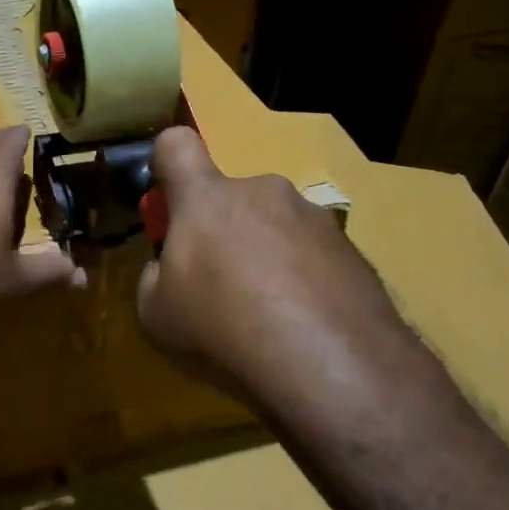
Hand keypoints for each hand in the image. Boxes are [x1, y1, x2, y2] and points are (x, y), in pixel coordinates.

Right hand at [136, 127, 413, 409]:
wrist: (328, 363)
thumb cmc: (221, 327)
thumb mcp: (155, 314)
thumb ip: (155, 277)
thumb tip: (168, 270)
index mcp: (207, 198)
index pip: (176, 145)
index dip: (165, 162)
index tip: (168, 201)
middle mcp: (263, 192)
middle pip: (231, 195)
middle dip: (222, 229)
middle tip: (221, 286)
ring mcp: (314, 217)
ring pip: (276, 225)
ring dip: (266, 255)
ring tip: (270, 316)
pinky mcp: (354, 250)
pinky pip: (314, 255)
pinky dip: (305, 280)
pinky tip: (305, 326)